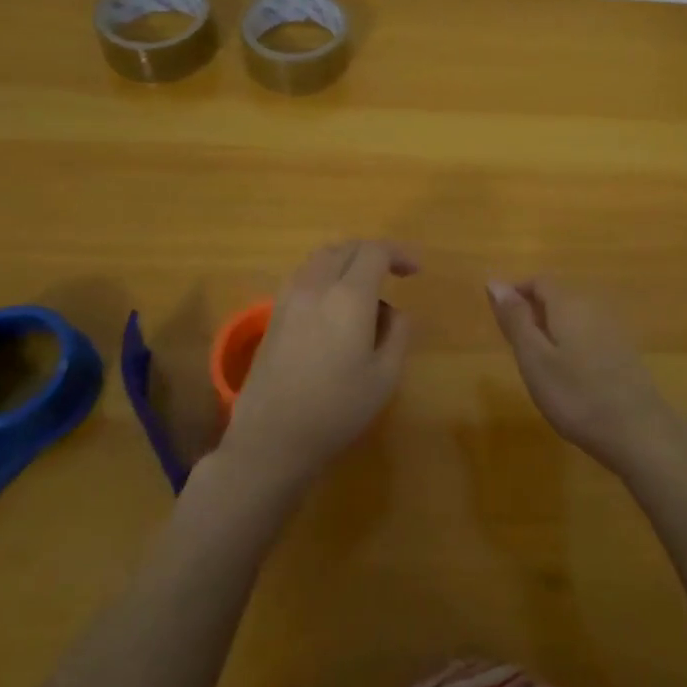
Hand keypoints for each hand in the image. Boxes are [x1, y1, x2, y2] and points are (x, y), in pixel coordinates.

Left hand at [223, 240, 416, 488]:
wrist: (271, 439)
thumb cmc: (336, 409)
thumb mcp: (385, 377)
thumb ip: (398, 333)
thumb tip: (394, 312)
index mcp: (349, 296)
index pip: (375, 252)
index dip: (399, 254)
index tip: (414, 272)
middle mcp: (317, 286)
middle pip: (347, 247)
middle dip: (374, 253)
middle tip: (394, 273)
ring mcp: (290, 297)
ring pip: (322, 257)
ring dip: (348, 260)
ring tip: (364, 286)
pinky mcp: (273, 314)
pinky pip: (304, 275)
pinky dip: (326, 274)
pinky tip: (334, 303)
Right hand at [486, 279, 679, 478]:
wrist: (639, 431)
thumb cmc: (576, 395)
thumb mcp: (534, 358)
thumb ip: (515, 319)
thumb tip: (495, 281)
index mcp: (568, 303)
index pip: (539, 281)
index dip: (516, 292)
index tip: (499, 317)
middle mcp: (593, 307)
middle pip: (558, 296)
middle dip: (534, 311)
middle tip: (514, 345)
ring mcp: (613, 329)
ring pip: (574, 316)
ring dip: (552, 329)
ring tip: (537, 362)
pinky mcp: (624, 352)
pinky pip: (589, 334)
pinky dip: (571, 343)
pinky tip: (568, 374)